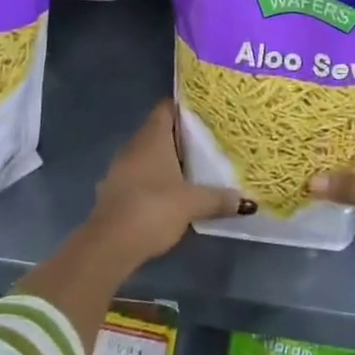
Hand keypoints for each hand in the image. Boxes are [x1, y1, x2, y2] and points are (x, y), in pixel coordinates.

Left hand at [86, 100, 253, 268]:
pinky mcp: (113, 192)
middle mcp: (133, 146)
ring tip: (194, 170)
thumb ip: (219, 198)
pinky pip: (138, 177)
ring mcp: (119, 169)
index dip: (184, 108)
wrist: (109, 245)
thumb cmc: (153, 209)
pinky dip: (154, 181)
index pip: (166, 108)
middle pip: (158, 132)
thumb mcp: (193, 203)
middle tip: (208, 143)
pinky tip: (170, 195)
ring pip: (147, 156)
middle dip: (181, 138)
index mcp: (152, 137)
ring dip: (167, 162)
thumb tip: (246, 201)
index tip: (205, 115)